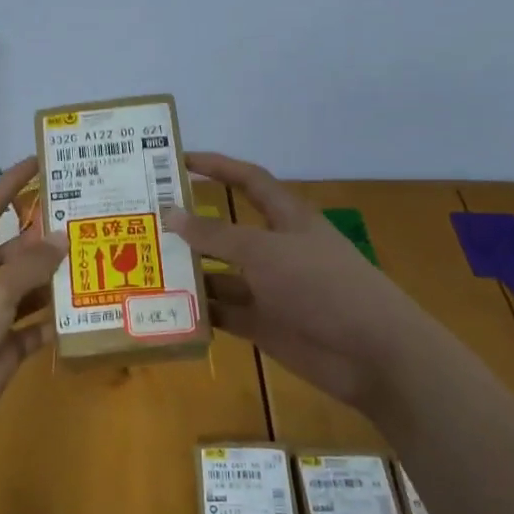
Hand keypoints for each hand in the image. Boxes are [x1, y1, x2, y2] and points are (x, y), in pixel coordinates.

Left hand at [0, 158, 67, 471]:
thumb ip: (30, 265)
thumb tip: (62, 237)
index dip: (11, 184)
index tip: (39, 161)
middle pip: (15, 253)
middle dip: (46, 240)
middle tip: (90, 223)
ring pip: (29, 291)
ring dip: (57, 281)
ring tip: (100, 262)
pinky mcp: (3, 351)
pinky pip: (35, 330)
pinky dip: (56, 323)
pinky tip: (87, 312)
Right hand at [163, 152, 426, 403]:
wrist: (371, 353)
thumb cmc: (321, 285)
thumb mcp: (264, 252)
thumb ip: (215, 235)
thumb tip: (170, 213)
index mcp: (286, 219)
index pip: (248, 180)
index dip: (217, 166)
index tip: (178, 160)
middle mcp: (275, 249)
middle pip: (226, 230)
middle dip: (190, 225)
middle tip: (144, 220)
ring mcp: (269, 289)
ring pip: (220, 274)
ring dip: (189, 271)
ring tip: (142, 266)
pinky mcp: (264, 324)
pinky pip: (224, 312)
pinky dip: (199, 311)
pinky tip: (164, 309)